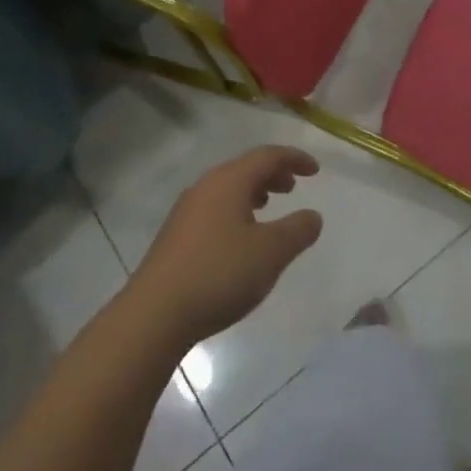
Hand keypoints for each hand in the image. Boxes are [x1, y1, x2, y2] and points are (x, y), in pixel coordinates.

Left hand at [130, 146, 323, 346]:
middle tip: (293, 186)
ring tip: (269, 208)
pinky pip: (215, 208)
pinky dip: (236, 211)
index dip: (294, 158)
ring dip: (253, 192)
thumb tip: (313, 215)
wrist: (155, 314)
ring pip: (228, 189)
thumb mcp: (271, 252)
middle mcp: (205, 187)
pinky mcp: (176, 237)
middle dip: (272, 174)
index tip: (315, 170)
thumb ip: (298, 230)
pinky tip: (241, 238)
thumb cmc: (220, 273)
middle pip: (245, 169)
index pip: (267, 156)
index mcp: (228, 181)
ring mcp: (186, 212)